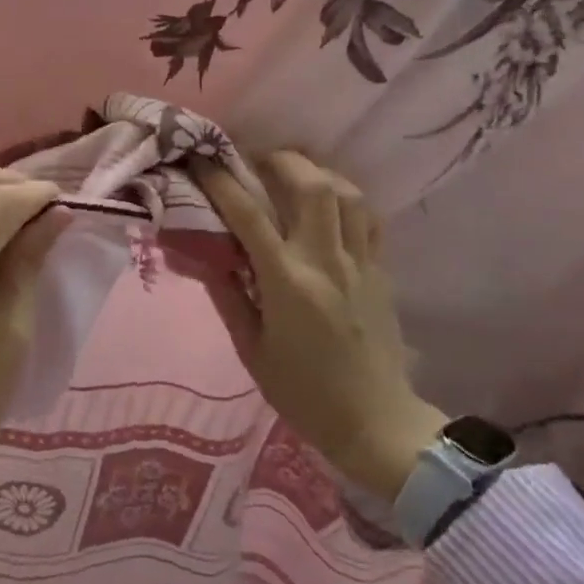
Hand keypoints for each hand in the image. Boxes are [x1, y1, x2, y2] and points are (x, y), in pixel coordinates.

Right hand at [193, 151, 445, 501]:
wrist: (376, 423)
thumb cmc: (303, 393)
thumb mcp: (251, 350)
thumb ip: (227, 296)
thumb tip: (204, 254)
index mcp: (288, 283)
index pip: (249, 216)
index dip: (222, 182)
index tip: (202, 161)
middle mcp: (326, 261)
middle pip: (311, 185)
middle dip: (280, 160)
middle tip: (255, 160)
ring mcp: (361, 263)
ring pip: (346, 193)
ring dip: (317, 172)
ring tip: (293, 174)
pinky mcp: (381, 270)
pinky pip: (368, 217)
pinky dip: (346, 198)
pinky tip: (329, 203)